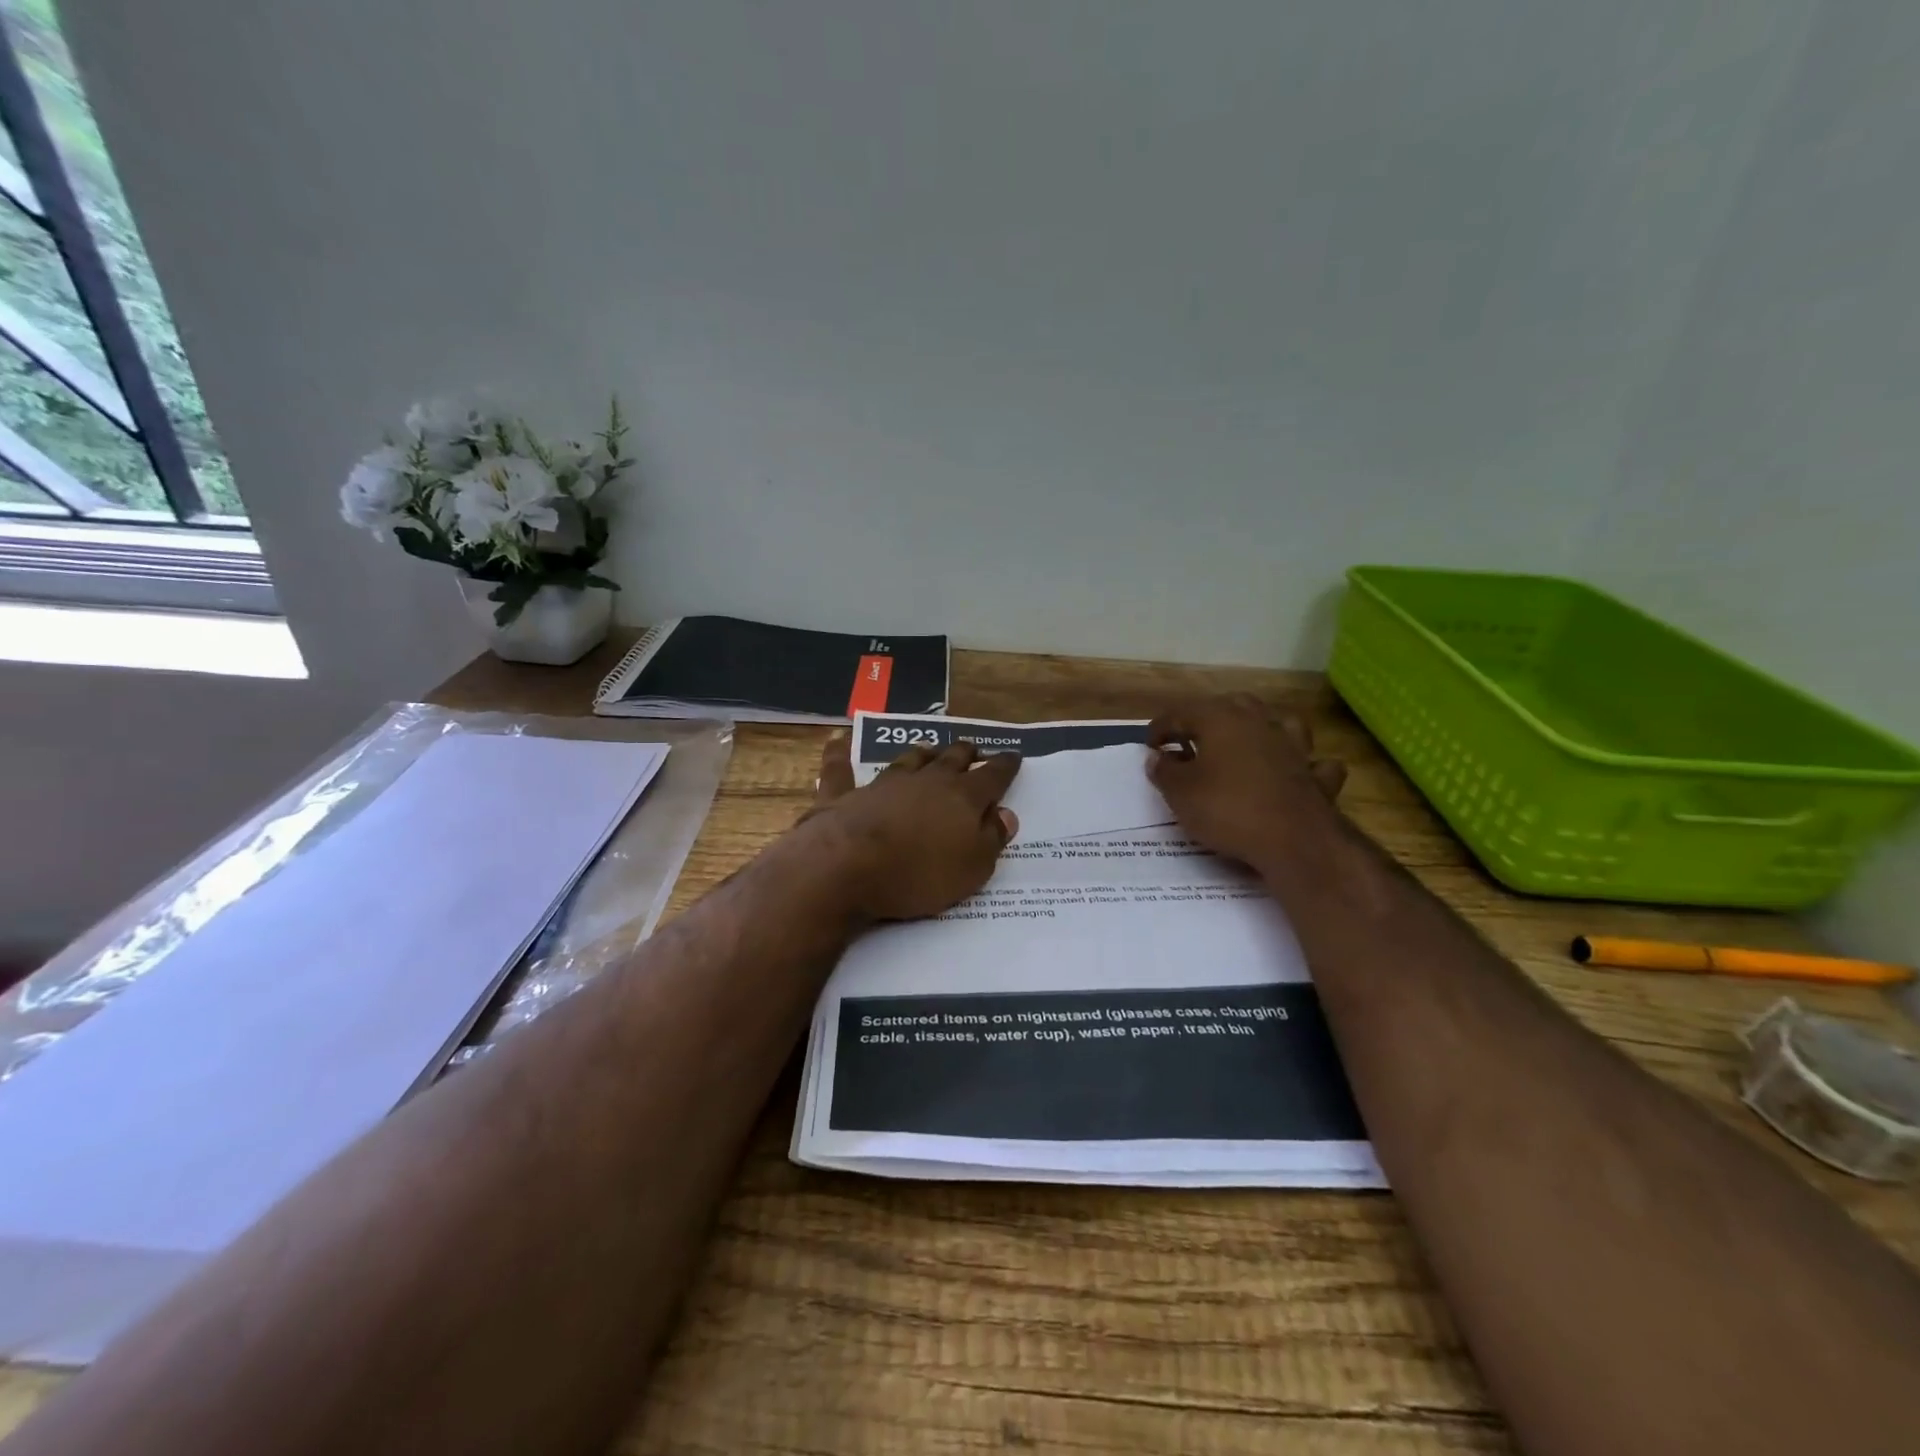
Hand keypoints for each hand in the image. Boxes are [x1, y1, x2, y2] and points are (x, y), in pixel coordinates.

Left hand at [801, 735, 1021, 921]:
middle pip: (951, 759)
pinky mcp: (843, 795)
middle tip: (973, 749)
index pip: (993, 776)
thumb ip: (991, 839)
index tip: (1014, 756)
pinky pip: (840, 768)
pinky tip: (837, 740)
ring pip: (907, 760)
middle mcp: (925, 781)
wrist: (847, 869)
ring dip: (921, 754)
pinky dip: (840, 753)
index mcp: (963, 798)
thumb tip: (1006, 814)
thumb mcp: (972, 869)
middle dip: (966, 753)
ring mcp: (882, 784)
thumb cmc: (919, 874)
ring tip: (928, 749)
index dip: (1005, 765)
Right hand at [1147, 695, 1346, 869]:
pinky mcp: (1316, 776)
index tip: (1150, 746)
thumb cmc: (1227, 809)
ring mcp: (1293, 747)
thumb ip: (1164, 771)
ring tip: (1245, 743)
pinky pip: (1312, 763)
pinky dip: (1303, 765)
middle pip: (1231, 706)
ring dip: (1260, 728)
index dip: (1161, 728)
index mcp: (1220, 719)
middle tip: (1192, 739)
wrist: (1294, 840)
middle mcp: (1258, 723)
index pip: (1181, 713)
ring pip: (1277, 722)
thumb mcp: (1180, 793)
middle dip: (1209, 718)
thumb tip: (1158, 757)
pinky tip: (1295, 772)